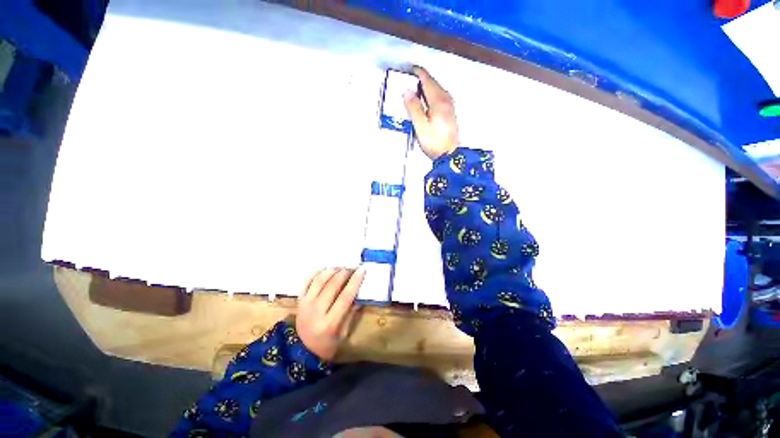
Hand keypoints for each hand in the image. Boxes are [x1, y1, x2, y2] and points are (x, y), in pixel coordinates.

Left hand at [297, 267, 364, 360]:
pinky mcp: (299, 300)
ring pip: (320, 280)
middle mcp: (316, 311)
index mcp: (330, 323)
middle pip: (332, 285)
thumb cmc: (328, 344)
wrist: (302, 351)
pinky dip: (317, 272)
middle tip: (353, 268)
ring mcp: (305, 304)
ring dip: (332, 271)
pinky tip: (325, 270)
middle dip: (345, 273)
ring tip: (341, 268)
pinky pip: (307, 281)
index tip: (362, 270)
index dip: (355, 281)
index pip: (345, 296)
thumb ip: (352, 312)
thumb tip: (360, 292)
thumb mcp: (344, 333)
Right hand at [403, 66, 458, 159]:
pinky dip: (430, 95)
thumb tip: (407, 91)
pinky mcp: (450, 112)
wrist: (449, 155)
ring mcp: (450, 105)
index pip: (427, 79)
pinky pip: (439, 96)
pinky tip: (425, 101)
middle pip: (432, 82)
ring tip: (414, 90)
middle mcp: (446, 99)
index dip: (416, 72)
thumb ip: (413, 107)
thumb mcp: (420, 126)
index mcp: (438, 100)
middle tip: (407, 80)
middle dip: (420, 79)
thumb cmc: (434, 142)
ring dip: (425, 87)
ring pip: (436, 89)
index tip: (406, 69)